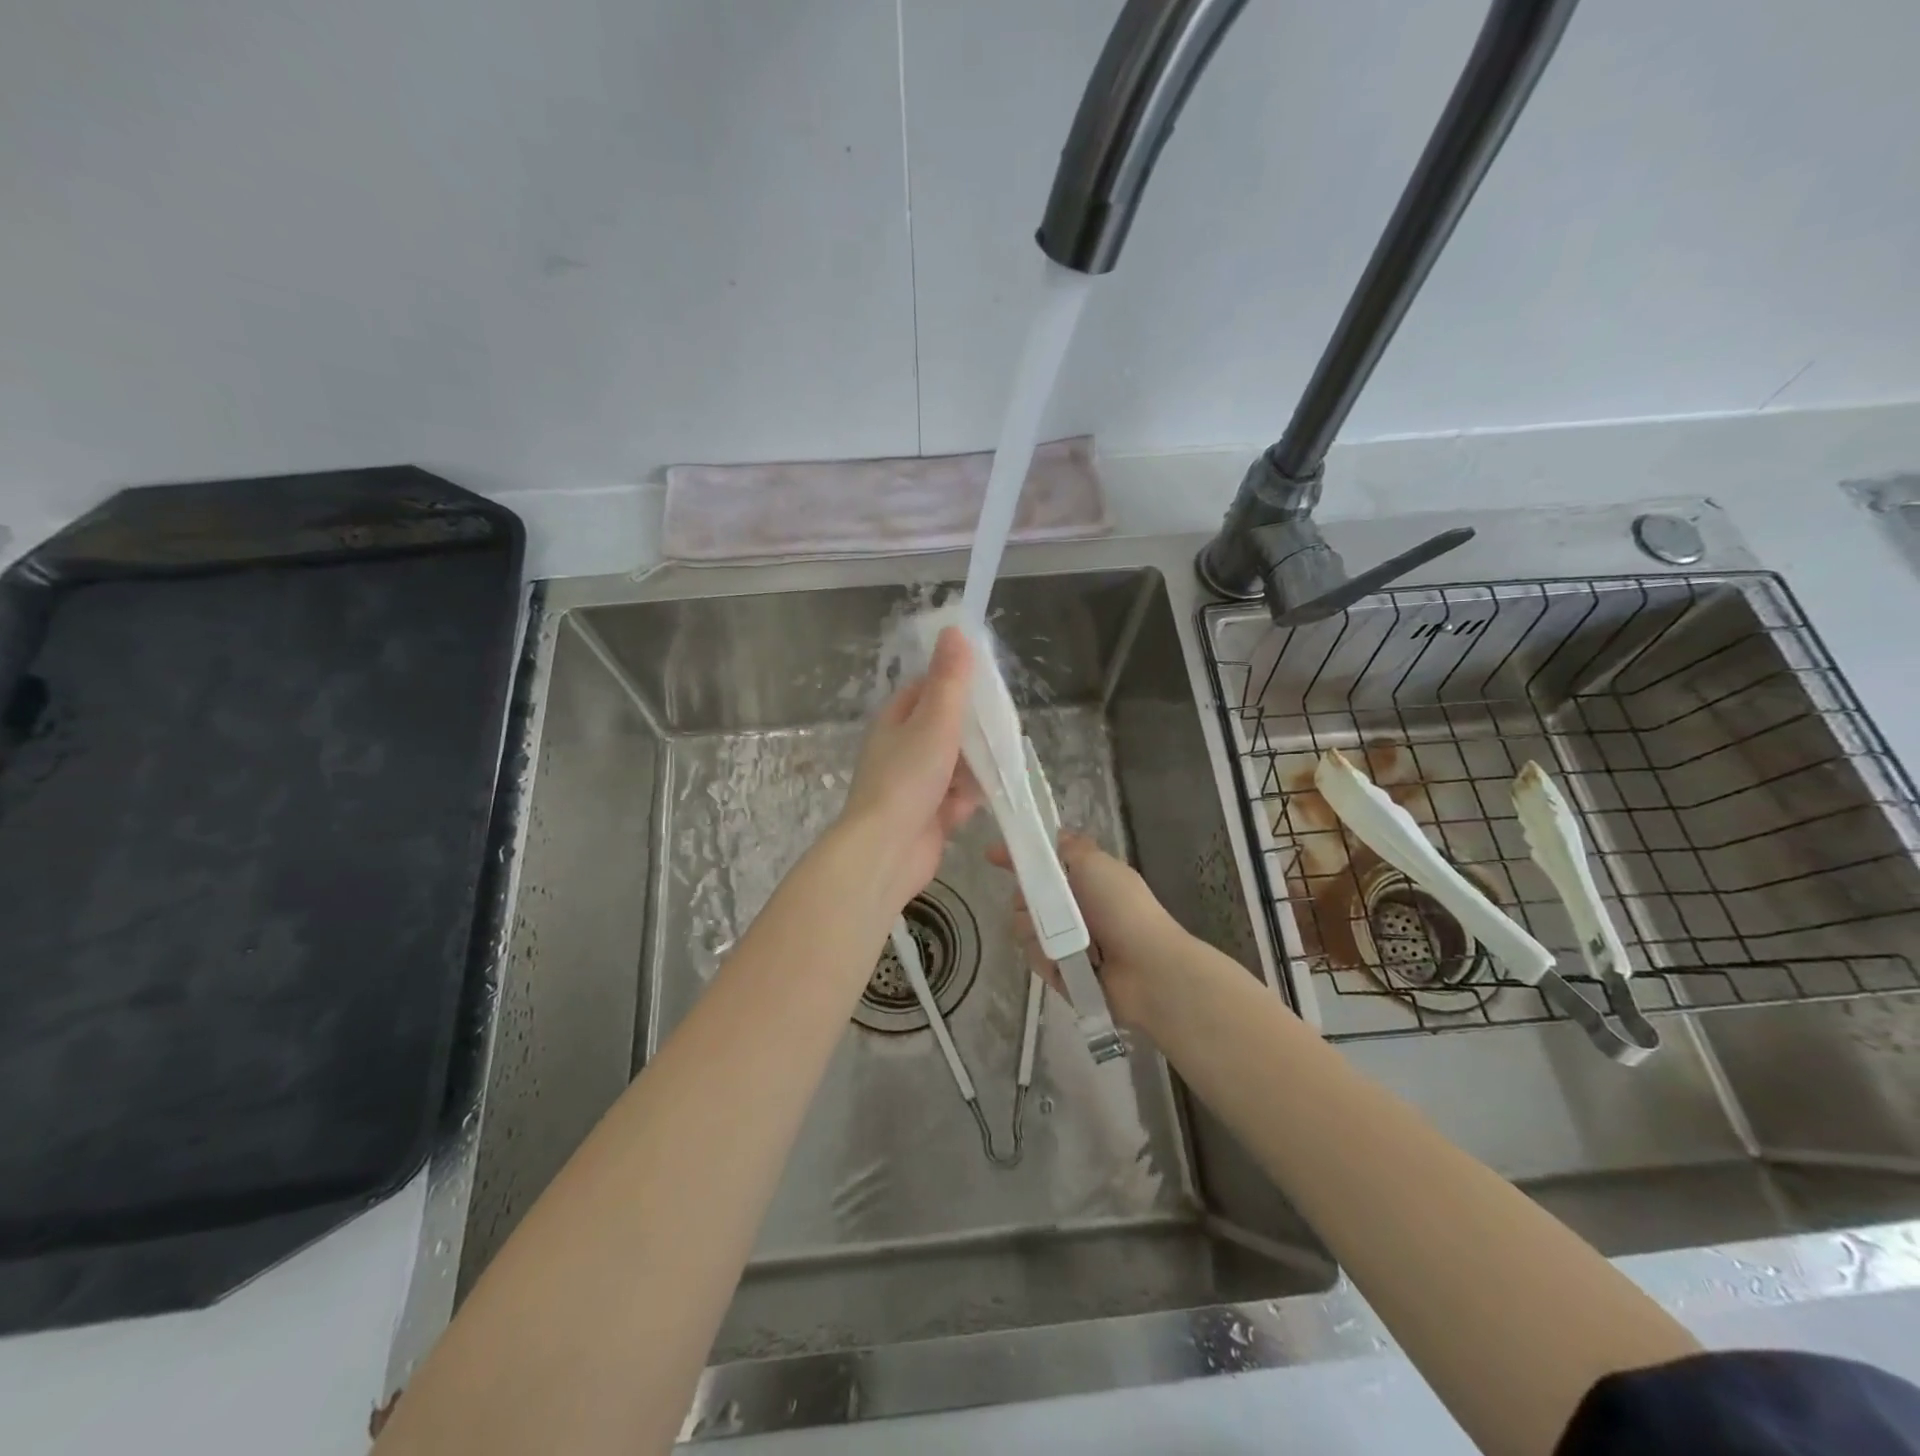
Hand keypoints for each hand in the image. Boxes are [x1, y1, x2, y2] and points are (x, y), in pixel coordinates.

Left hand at [839, 625, 981, 909]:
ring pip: (956, 764)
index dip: (958, 683)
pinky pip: (957, 798)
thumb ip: (949, 679)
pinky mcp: (928, 815)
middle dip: (974, 732)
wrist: (886, 851)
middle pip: (946, 728)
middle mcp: (902, 748)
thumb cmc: (907, 778)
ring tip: (1000, 765)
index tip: (990, 686)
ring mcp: (915, 784)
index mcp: (896, 719)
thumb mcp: (933, 721)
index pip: (929, 689)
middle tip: (1004, 731)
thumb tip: (954, 629)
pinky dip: (970, 799)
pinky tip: (982, 801)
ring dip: (976, 768)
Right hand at [987, 832, 1191, 1029]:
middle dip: (1026, 899)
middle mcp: (1074, 907)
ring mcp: (1067, 940)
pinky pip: (1035, 958)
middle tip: (1037, 904)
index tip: (991, 855)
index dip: (1017, 858)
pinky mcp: (1061, 970)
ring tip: (1061, 940)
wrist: (1148, 970)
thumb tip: (1054, 834)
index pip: (1042, 863)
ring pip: (1025, 928)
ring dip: (1037, 931)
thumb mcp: (1096, 864)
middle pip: (1026, 896)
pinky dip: (1047, 959)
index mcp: (1084, 879)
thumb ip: (1069, 847)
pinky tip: (1063, 963)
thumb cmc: (1123, 909)